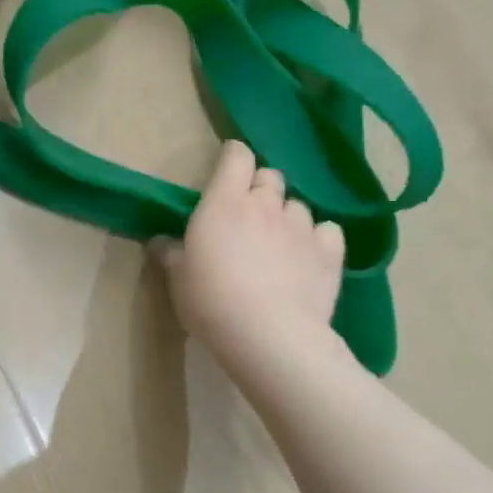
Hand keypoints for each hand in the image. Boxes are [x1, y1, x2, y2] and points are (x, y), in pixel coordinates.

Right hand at [154, 141, 348, 369]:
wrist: (268, 334)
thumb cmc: (211, 300)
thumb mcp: (178, 278)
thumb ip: (172, 253)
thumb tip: (162, 241)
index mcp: (223, 203)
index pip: (236, 157)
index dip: (234, 157)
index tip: (227, 168)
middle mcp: (265, 205)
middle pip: (270, 176)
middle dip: (261, 187)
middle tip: (248, 212)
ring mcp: (301, 226)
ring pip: (298, 205)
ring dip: (287, 216)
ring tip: (279, 242)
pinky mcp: (330, 252)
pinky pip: (328, 230)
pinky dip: (319, 238)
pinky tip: (309, 256)